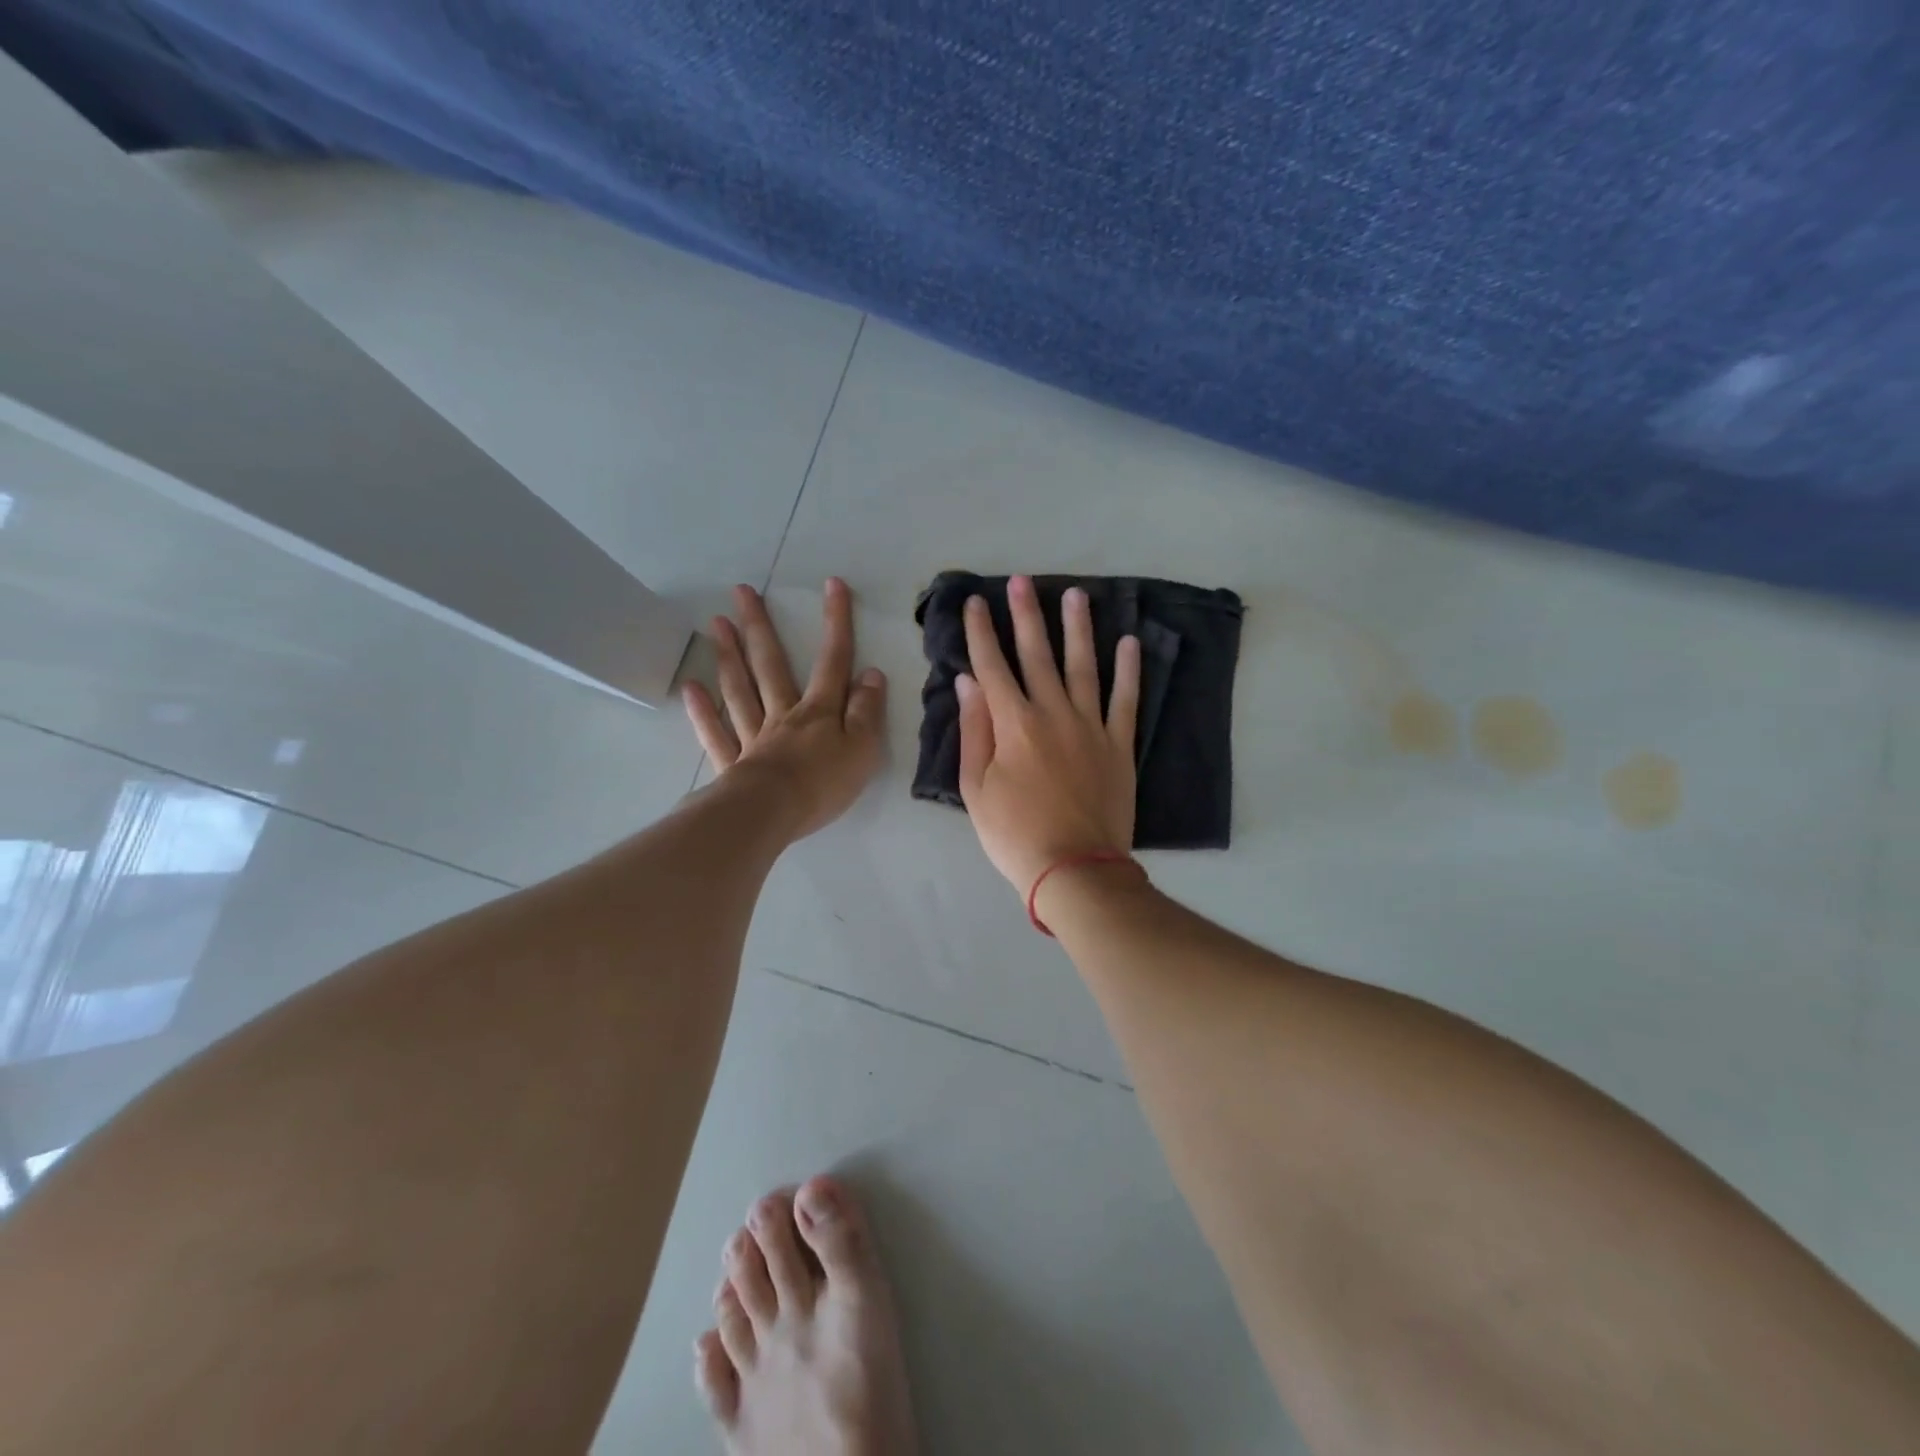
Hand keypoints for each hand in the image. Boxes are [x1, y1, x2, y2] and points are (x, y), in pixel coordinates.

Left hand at [683, 579, 886, 839]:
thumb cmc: (823, 783)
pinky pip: (716, 734)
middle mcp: (783, 715)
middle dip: (760, 628)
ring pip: (740, 691)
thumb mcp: (863, 748)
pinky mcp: (733, 765)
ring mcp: (754, 738)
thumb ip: (867, 711)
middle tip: (741, 592)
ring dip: (729, 657)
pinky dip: (703, 712)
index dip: (836, 623)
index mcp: (819, 712)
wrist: (773, 814)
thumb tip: (871, 674)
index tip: (832, 585)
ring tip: (717, 624)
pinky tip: (691, 688)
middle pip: (771, 666)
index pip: (833, 662)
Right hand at [957, 575, 1139, 894]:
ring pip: (1083, 666)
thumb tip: (968, 682)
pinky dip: (1128, 670)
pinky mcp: (1119, 745)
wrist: (1074, 868)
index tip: (975, 602)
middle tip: (1021, 581)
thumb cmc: (1014, 834)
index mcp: (1013, 724)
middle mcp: (1052, 713)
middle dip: (1026, 615)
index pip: (992, 666)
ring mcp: (1091, 726)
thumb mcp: (975, 789)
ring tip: (1076, 594)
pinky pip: (1125, 699)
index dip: (981, 632)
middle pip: (1037, 654)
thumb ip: (974, 730)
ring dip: (1078, 628)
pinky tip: (1129, 642)